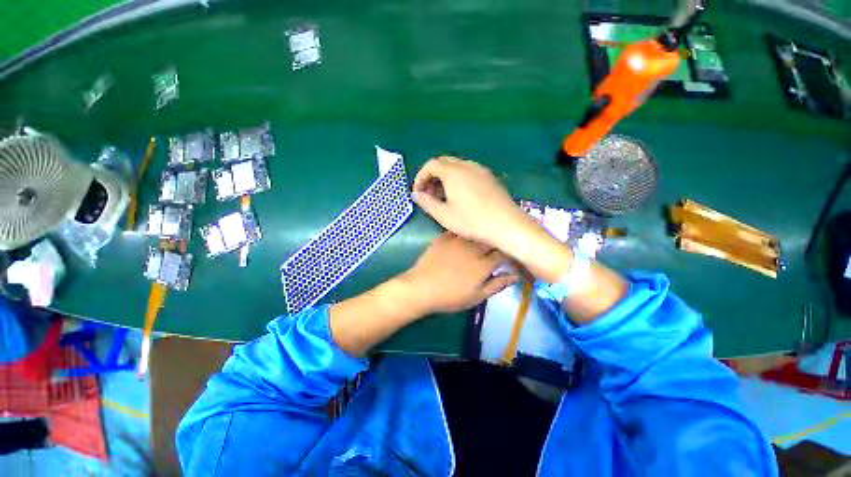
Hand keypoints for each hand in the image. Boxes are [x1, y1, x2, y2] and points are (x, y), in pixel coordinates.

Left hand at [397, 232, 518, 315]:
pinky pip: (459, 230)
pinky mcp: (444, 237)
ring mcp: (457, 241)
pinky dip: (465, 231)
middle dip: (497, 242)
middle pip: (491, 240)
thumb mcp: (476, 297)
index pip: (503, 254)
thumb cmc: (450, 297)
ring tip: (484, 236)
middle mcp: (473, 249)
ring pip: (476, 232)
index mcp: (483, 265)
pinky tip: (466, 232)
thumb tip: (516, 276)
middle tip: (498, 245)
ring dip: (482, 234)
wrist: (421, 288)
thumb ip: (497, 285)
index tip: (511, 254)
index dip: (509, 253)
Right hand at [412, 157, 533, 249]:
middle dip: (432, 176)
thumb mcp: (444, 215)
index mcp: (453, 172)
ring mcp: (480, 170)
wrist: (506, 225)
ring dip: (445, 178)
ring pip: (456, 167)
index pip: (430, 165)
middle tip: (429, 195)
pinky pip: (468, 172)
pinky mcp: (490, 177)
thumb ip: (427, 202)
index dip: (421, 177)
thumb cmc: (472, 221)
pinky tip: (460, 196)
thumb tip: (416, 194)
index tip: (418, 193)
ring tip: (443, 197)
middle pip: (443, 163)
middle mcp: (467, 165)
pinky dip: (458, 179)